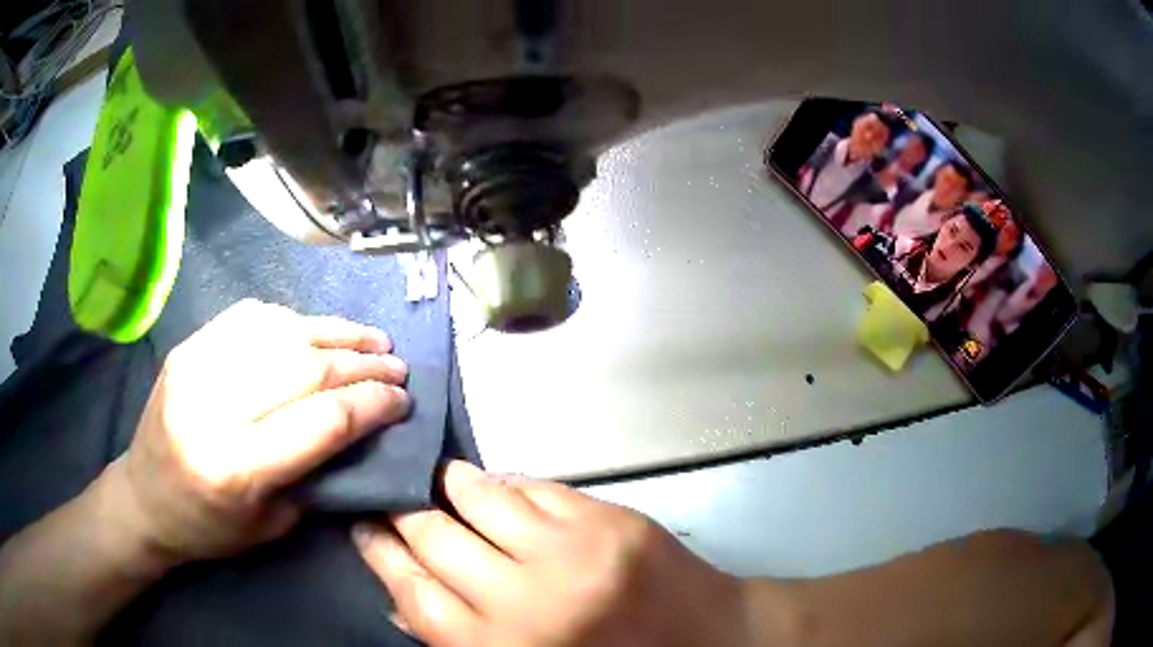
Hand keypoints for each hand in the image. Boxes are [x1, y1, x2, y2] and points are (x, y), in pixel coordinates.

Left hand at [108, 300, 410, 564]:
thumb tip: (357, 427)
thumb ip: (314, 474)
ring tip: (369, 339)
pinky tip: (315, 330)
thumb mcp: (271, 526)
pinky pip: (249, 318)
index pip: (321, 420)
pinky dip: (292, 320)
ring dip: (333, 333)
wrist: (144, 498)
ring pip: (280, 332)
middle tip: (396, 366)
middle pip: (304, 368)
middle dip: (360, 365)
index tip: (403, 400)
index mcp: (236, 466)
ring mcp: (195, 367)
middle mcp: (213, 407)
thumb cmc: (209, 527)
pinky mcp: (188, 348)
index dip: (371, 405)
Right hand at [353, 462, 762, 646]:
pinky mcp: (610, 519)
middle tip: (388, 498)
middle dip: (402, 512)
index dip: (379, 553)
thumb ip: (460, 640)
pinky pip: (534, 487)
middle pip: (435, 537)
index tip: (362, 527)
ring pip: (479, 496)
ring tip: (432, 479)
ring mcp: (573, 552)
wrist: (709, 641)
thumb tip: (399, 596)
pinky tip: (495, 489)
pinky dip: (506, 486)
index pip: (412, 591)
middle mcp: (528, 600)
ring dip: (448, 485)